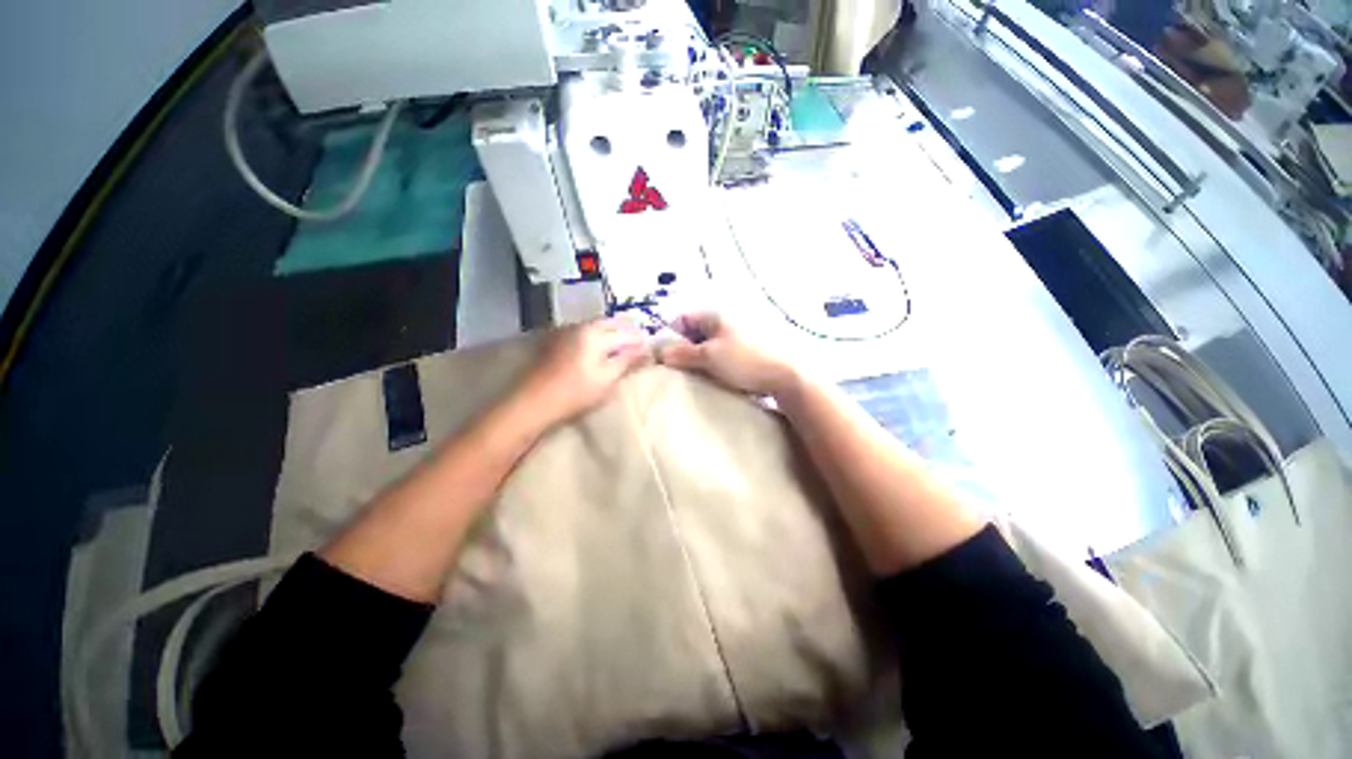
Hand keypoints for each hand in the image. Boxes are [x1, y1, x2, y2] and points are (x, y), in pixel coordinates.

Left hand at [516, 319, 649, 426]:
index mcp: (595, 334)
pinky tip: (598, 347)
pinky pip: (584, 332)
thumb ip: (627, 361)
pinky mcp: (557, 340)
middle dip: (625, 331)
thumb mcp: (607, 378)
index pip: (625, 332)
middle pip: (610, 324)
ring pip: (596, 326)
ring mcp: (566, 331)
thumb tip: (645, 349)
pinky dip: (596, 336)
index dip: (639, 340)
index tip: (650, 348)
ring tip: (621, 345)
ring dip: (611, 332)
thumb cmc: (575, 392)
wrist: (534, 401)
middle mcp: (581, 326)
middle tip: (637, 344)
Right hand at [659, 313, 797, 396]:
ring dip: (703, 358)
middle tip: (683, 370)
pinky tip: (720, 376)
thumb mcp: (710, 357)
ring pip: (711, 343)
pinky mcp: (751, 346)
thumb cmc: (747, 361)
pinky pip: (726, 351)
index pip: (682, 319)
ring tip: (701, 376)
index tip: (668, 359)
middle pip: (696, 331)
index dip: (671, 337)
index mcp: (715, 313)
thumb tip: (661, 352)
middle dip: (686, 350)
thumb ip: (682, 354)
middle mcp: (728, 317)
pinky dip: (719, 362)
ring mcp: (741, 331)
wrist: (791, 374)